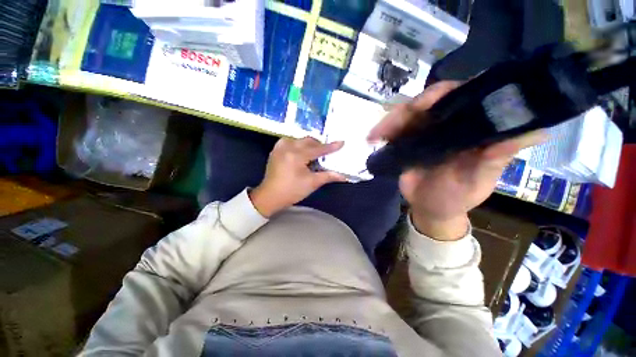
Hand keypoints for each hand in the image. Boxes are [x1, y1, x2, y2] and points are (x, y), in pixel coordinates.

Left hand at [250, 137, 345, 216]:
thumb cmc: (292, 191)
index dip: (330, 147)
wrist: (270, 196)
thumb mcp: (311, 183)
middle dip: (319, 145)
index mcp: (297, 155)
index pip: (318, 149)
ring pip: (299, 139)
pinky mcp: (275, 150)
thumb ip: (328, 176)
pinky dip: (298, 145)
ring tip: (314, 154)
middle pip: (308, 141)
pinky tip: (301, 152)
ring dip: (308, 144)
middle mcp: (287, 147)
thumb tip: (343, 176)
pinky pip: (290, 141)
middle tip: (326, 153)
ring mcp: (280, 147)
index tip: (341, 142)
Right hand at [368, 81, 544, 240]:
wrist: (429, 208)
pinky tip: (373, 138)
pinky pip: (394, 130)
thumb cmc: (456, 198)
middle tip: (390, 126)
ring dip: (389, 122)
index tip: (425, 104)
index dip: (447, 94)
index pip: (465, 97)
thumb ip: (495, 159)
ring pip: (407, 115)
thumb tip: (534, 132)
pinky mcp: (407, 140)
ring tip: (375, 135)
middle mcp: (449, 124)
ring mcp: (425, 131)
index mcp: (473, 129)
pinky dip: (382, 131)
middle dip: (407, 110)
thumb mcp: (476, 182)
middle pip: (429, 103)